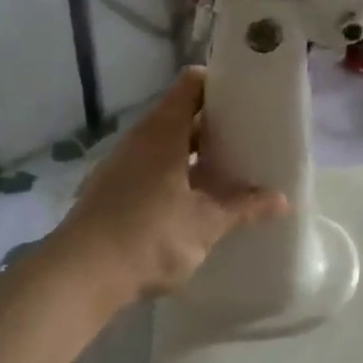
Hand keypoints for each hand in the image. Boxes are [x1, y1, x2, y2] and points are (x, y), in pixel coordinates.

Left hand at [56, 67, 287, 302]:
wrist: (78, 278)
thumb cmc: (149, 236)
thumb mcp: (205, 223)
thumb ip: (243, 207)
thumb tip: (283, 200)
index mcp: (163, 131)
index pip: (192, 84)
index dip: (220, 83)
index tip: (249, 96)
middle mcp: (140, 139)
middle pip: (182, 114)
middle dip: (216, 124)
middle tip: (250, 136)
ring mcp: (123, 164)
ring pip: (167, 144)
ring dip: (197, 153)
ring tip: (230, 169)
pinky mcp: (113, 190)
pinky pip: (153, 167)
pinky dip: (177, 173)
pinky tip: (197, 199)